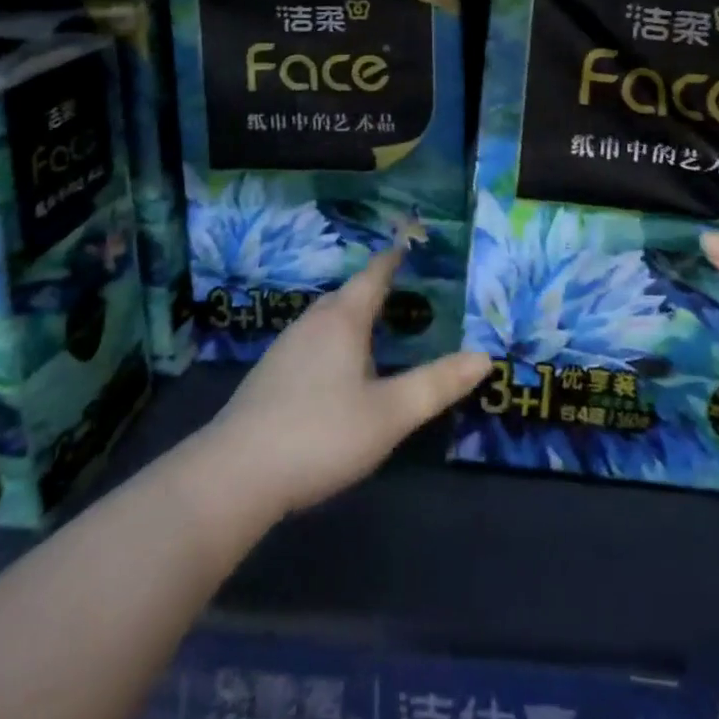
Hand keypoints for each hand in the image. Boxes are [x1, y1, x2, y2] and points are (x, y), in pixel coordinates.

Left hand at [201, 251, 490, 516]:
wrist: (234, 475)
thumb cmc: (320, 434)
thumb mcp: (389, 414)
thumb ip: (437, 384)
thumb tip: (484, 356)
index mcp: (343, 319)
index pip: (374, 275)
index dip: (394, 258)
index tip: (408, 244)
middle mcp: (312, 322)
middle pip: (348, 295)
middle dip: (375, 289)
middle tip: (405, 291)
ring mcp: (285, 348)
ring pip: (327, 320)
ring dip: (353, 318)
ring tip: (377, 328)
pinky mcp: (269, 376)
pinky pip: (311, 343)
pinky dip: (334, 342)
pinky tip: (337, 371)